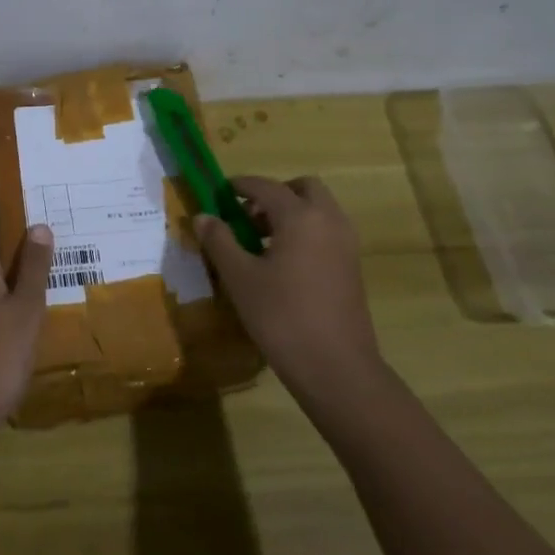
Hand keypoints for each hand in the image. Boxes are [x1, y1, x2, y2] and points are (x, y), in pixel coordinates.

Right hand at [195, 175, 381, 407]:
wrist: (336, 368)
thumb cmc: (282, 317)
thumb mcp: (240, 278)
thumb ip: (219, 241)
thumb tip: (202, 216)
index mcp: (300, 217)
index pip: (266, 186)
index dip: (240, 185)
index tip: (220, 192)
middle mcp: (329, 221)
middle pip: (303, 188)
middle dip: (274, 194)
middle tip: (247, 216)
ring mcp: (346, 244)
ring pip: (318, 210)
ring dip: (291, 213)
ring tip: (260, 242)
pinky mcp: (352, 266)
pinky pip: (327, 231)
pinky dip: (305, 232)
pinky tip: (282, 264)